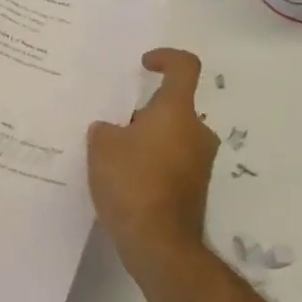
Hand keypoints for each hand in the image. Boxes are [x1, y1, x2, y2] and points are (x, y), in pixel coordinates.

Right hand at [88, 48, 218, 273]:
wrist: (159, 244)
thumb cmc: (131, 183)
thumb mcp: (101, 146)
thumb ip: (105, 129)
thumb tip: (112, 131)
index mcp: (177, 111)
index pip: (184, 67)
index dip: (165, 57)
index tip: (144, 65)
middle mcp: (196, 132)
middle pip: (171, 107)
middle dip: (142, 112)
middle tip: (110, 125)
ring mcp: (199, 162)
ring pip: (170, 136)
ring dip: (145, 139)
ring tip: (111, 156)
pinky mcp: (195, 188)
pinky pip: (171, 161)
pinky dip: (150, 163)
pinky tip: (123, 180)